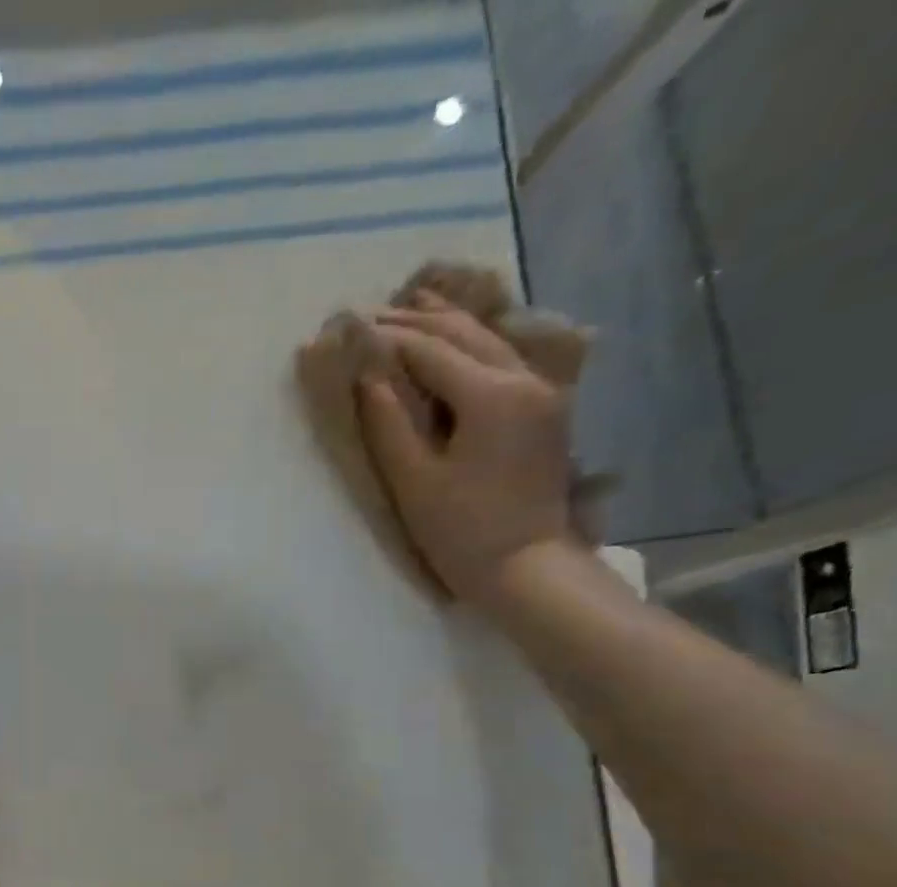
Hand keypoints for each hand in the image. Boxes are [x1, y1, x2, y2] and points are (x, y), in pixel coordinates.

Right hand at [353, 301, 576, 605]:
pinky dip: (472, 343)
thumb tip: (369, 378)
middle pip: (465, 333)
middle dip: (417, 319)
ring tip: (411, 310)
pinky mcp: (545, 409)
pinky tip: (452, 341)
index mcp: (492, 395)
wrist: (526, 566)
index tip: (351, 327)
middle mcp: (524, 379)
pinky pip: (504, 358)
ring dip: (447, 324)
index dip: (388, 338)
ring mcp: (542, 391)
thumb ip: (389, 425)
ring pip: (490, 339)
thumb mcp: (415, 482)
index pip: (431, 351)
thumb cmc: (462, 531)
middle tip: (373, 314)